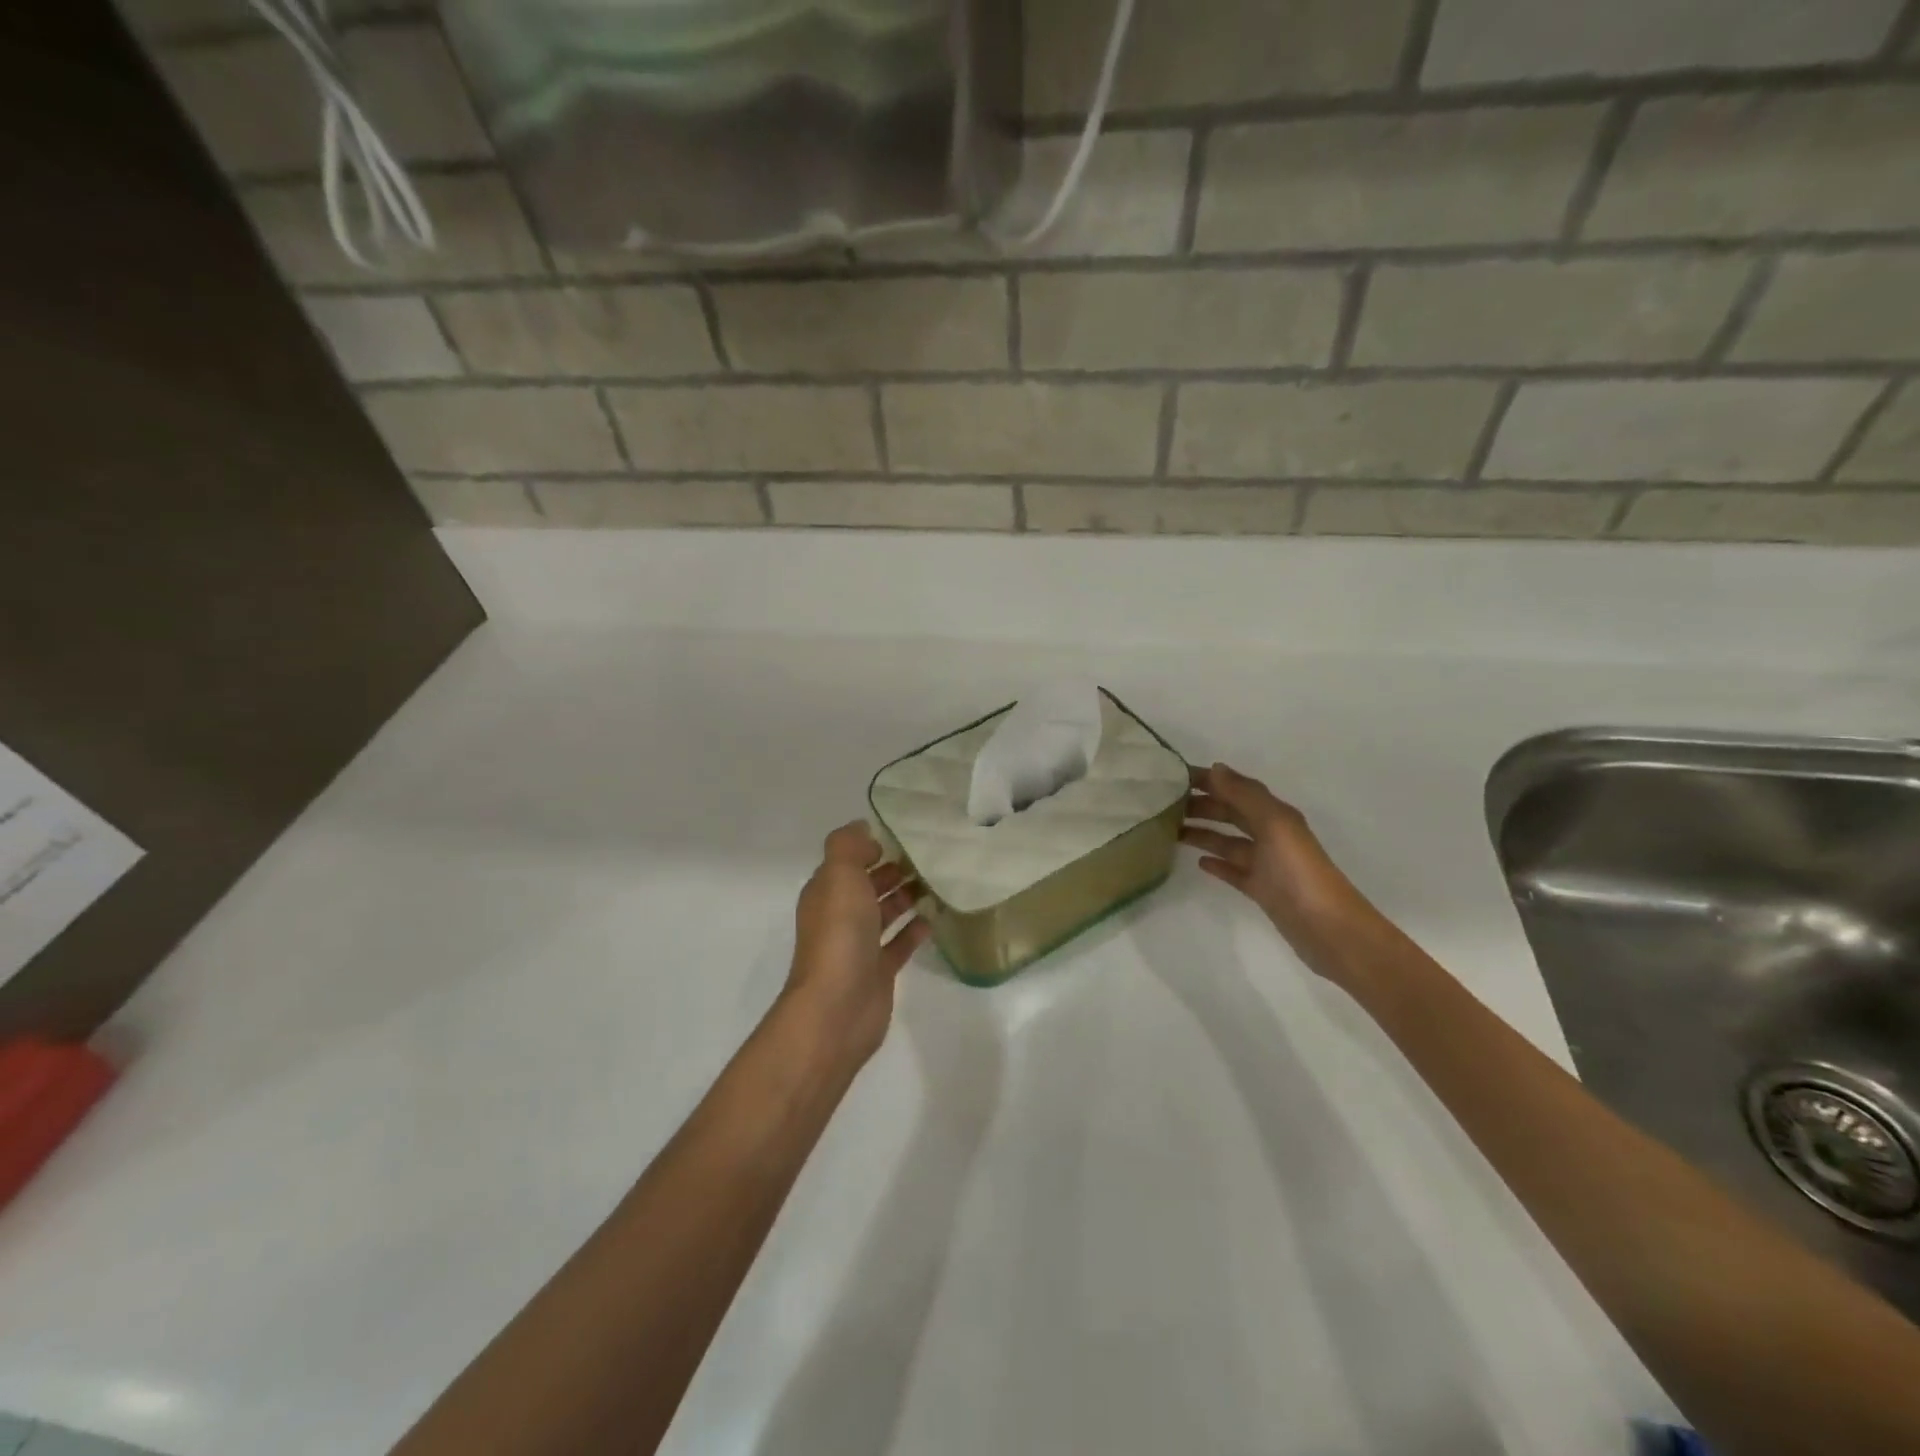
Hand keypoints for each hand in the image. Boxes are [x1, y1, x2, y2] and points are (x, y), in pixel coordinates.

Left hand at [785, 822, 931, 1064]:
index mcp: (827, 892)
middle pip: (867, 886)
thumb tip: (863, 829)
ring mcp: (859, 946)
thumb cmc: (839, 935)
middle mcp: (840, 916)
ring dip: (906, 897)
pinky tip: (934, 918)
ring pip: (884, 913)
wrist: (837, 1007)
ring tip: (937, 881)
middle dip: (892, 871)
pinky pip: (899, 943)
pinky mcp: (879, 971)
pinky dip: (914, 930)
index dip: (870, 848)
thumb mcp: (839, 876)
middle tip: (929, 857)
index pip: (847, 862)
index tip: (903, 836)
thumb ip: (848, 846)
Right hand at [1181, 764, 1370, 978]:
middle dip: (1201, 804)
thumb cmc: (1299, 872)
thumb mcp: (1274, 825)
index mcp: (1275, 815)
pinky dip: (1217, 863)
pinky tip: (1198, 863)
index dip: (1208, 780)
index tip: (1174, 776)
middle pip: (1231, 813)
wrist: (1328, 929)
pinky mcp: (1261, 890)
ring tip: (1171, 830)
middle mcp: (1271, 835)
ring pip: (1228, 841)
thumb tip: (1216, 768)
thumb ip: (1245, 795)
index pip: (1236, 788)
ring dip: (1203, 832)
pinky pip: (1234, 870)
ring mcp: (1266, 864)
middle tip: (1163, 804)